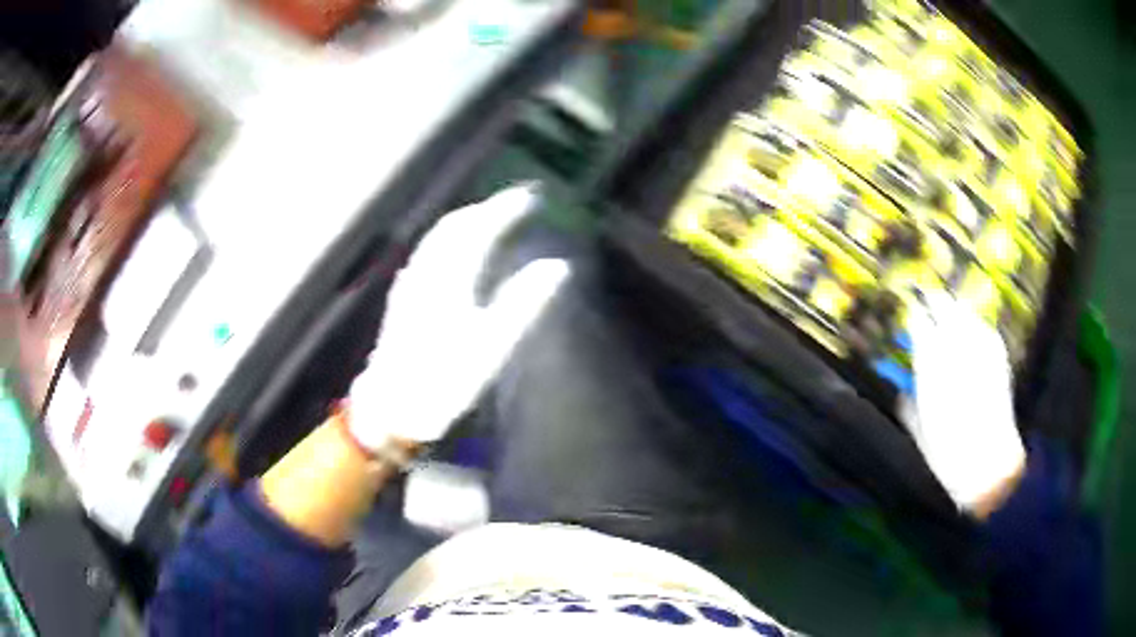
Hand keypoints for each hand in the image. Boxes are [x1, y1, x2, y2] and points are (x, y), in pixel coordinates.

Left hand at [348, 185, 569, 447]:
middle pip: (456, 225)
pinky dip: (450, 239)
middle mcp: (427, 270)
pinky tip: (456, 252)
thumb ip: (524, 303)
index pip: (480, 227)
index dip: (507, 209)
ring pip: (438, 237)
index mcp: (450, 276)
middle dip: (486, 208)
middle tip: (515, 204)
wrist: (391, 409)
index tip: (533, 198)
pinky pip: (429, 251)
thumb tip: (558, 267)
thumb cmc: (443, 382)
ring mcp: (411, 283)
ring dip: (467, 220)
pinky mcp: (403, 298)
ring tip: (490, 219)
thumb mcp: (491, 347)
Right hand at [903, 292, 1025, 516]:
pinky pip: (983, 329)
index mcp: (930, 362)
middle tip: (926, 296)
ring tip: (949, 309)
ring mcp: (980, 347)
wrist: (988, 462)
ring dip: (954, 308)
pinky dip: (975, 325)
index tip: (908, 308)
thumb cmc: (947, 452)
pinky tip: (972, 331)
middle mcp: (956, 346)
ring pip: (964, 312)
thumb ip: (910, 406)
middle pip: (943, 306)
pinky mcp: (997, 355)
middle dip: (933, 299)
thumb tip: (903, 394)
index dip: (913, 312)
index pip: (919, 321)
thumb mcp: (920, 431)